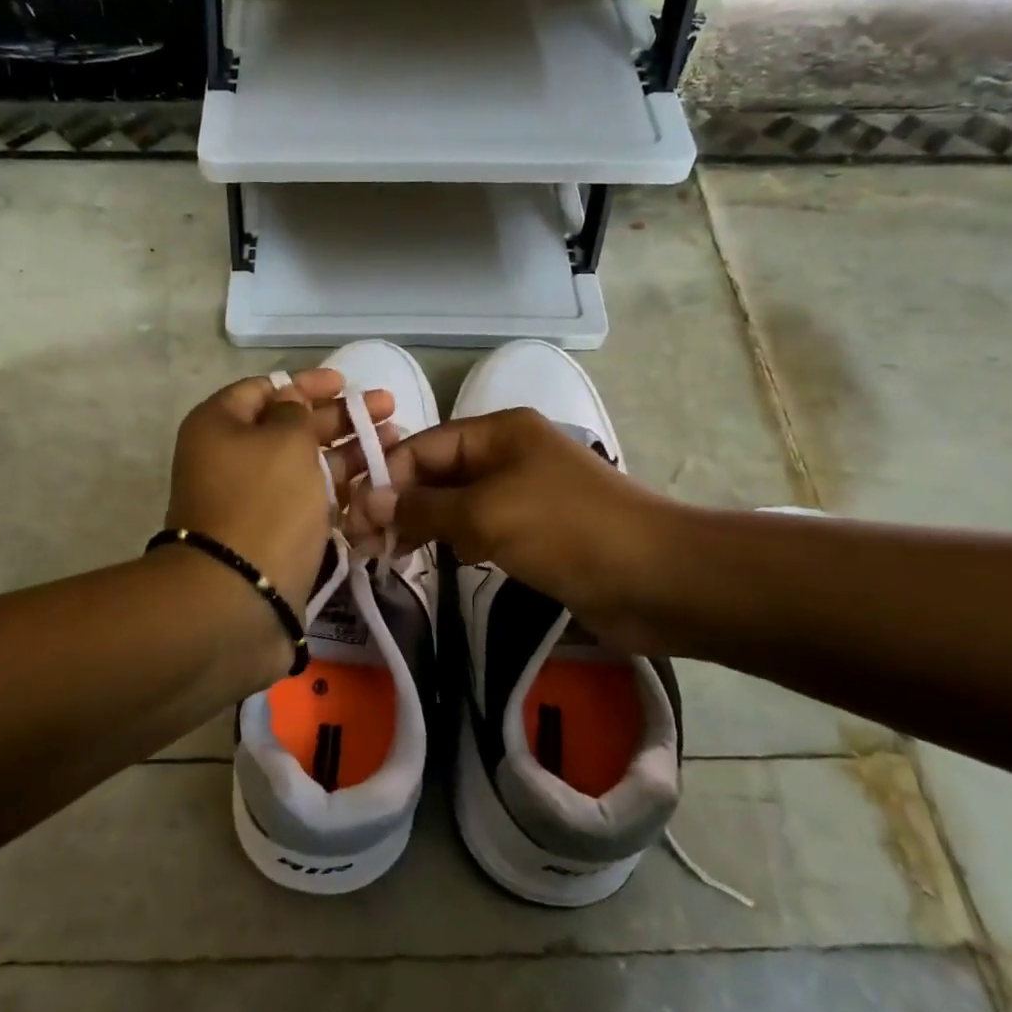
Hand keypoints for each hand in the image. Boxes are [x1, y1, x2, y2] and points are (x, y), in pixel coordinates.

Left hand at [165, 369, 394, 615]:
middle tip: (388, 409)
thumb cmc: (263, 503)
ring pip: (306, 464)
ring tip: (396, 443)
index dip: (307, 382)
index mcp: (220, 425)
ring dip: (350, 452)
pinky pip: (310, 500)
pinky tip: (377, 483)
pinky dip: (341, 489)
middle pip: (290, 426)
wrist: (238, 596)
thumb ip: (296, 412)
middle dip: (340, 417)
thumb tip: (292, 400)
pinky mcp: (274, 533)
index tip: (345, 382)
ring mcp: (253, 499)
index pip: (265, 389)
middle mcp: (232, 458)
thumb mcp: (284, 441)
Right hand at [341, 407, 672, 645]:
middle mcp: (508, 454)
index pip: (424, 446)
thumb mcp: (487, 514)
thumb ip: (423, 508)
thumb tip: (366, 502)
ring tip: (388, 556)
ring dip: (422, 525)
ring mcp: (522, 494)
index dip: (386, 478)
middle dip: (400, 503)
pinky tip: (435, 562)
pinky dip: (453, 542)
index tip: (353, 518)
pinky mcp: (534, 532)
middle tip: (363, 544)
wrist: (657, 580)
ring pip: (455, 503)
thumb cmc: (568, 531)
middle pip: (437, 473)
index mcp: (500, 431)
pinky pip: (479, 529)